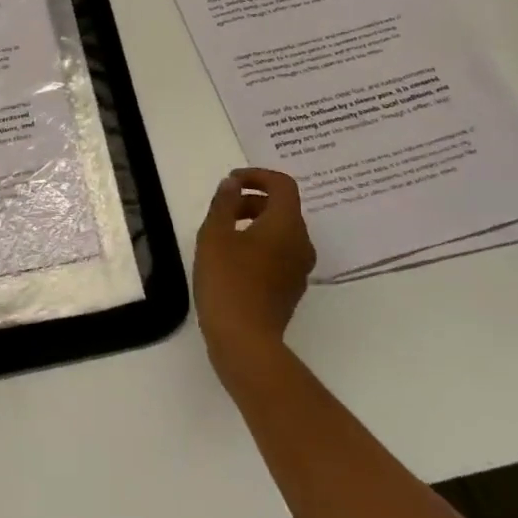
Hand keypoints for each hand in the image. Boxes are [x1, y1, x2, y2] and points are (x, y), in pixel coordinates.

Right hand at [194, 168, 315, 379]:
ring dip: (256, 223)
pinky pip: (280, 254)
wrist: (245, 342)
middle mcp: (301, 243)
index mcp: (287, 224)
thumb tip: (233, 184)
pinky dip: (260, 245)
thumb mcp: (215, 235)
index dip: (257, 176)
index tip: (231, 181)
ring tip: (223, 233)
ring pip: (281, 232)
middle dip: (253, 200)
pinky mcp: (291, 289)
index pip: (283, 185)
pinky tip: (233, 260)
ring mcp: (299, 269)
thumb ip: (224, 203)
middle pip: (283, 208)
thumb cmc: (228, 281)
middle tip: (223, 208)